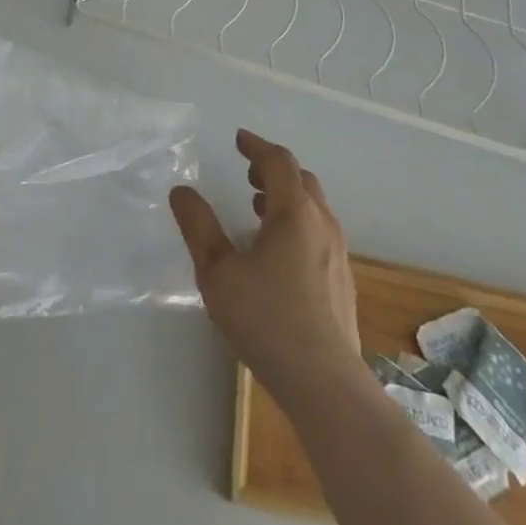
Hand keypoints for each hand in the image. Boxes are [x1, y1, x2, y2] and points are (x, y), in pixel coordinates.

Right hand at [169, 130, 360, 402]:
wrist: (326, 385)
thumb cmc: (267, 321)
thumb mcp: (218, 273)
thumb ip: (198, 227)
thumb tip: (182, 192)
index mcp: (294, 212)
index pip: (278, 162)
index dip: (257, 146)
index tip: (239, 140)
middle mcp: (322, 224)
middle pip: (301, 180)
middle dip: (273, 170)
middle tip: (248, 174)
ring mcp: (338, 254)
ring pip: (314, 208)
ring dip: (287, 198)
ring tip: (259, 210)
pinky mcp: (343, 282)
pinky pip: (320, 233)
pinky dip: (298, 224)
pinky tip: (279, 254)